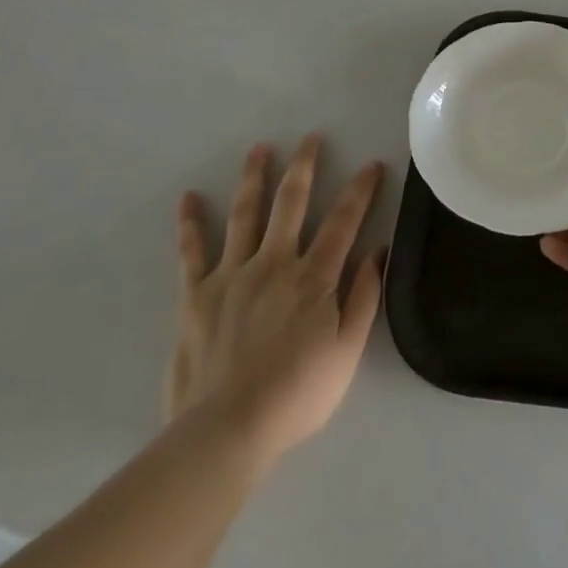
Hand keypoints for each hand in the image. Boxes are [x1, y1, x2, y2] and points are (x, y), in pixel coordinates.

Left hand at [164, 134, 384, 463]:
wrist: (227, 430)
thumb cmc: (298, 394)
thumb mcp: (347, 351)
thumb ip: (364, 297)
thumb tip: (377, 251)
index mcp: (314, 277)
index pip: (344, 220)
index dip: (361, 189)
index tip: (372, 164)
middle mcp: (274, 263)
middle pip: (292, 203)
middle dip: (305, 166)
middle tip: (311, 137)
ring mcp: (232, 274)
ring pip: (245, 214)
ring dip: (254, 178)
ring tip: (260, 149)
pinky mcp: (196, 294)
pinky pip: (192, 251)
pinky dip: (190, 223)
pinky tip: (189, 198)